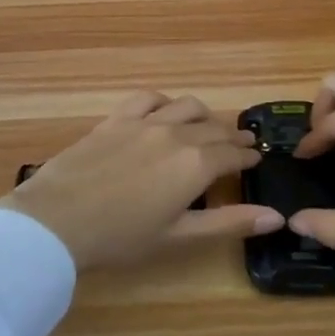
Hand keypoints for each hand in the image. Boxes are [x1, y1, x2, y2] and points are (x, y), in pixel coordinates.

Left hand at [0, 91, 279, 268]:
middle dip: (231, 135)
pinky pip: (148, 98)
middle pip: (213, 128)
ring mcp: (145, 121)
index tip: (257, 157)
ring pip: (186, 106)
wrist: (58, 219)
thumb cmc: (121, 237)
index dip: (247, 155)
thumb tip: (276, 216)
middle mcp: (176, 133)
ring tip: (207, 126)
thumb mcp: (179, 236)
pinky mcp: (117, 118)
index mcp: (195, 164)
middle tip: (241, 143)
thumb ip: (229, 223)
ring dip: (203, 115)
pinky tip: (165, 110)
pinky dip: (164, 102)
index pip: (232, 153)